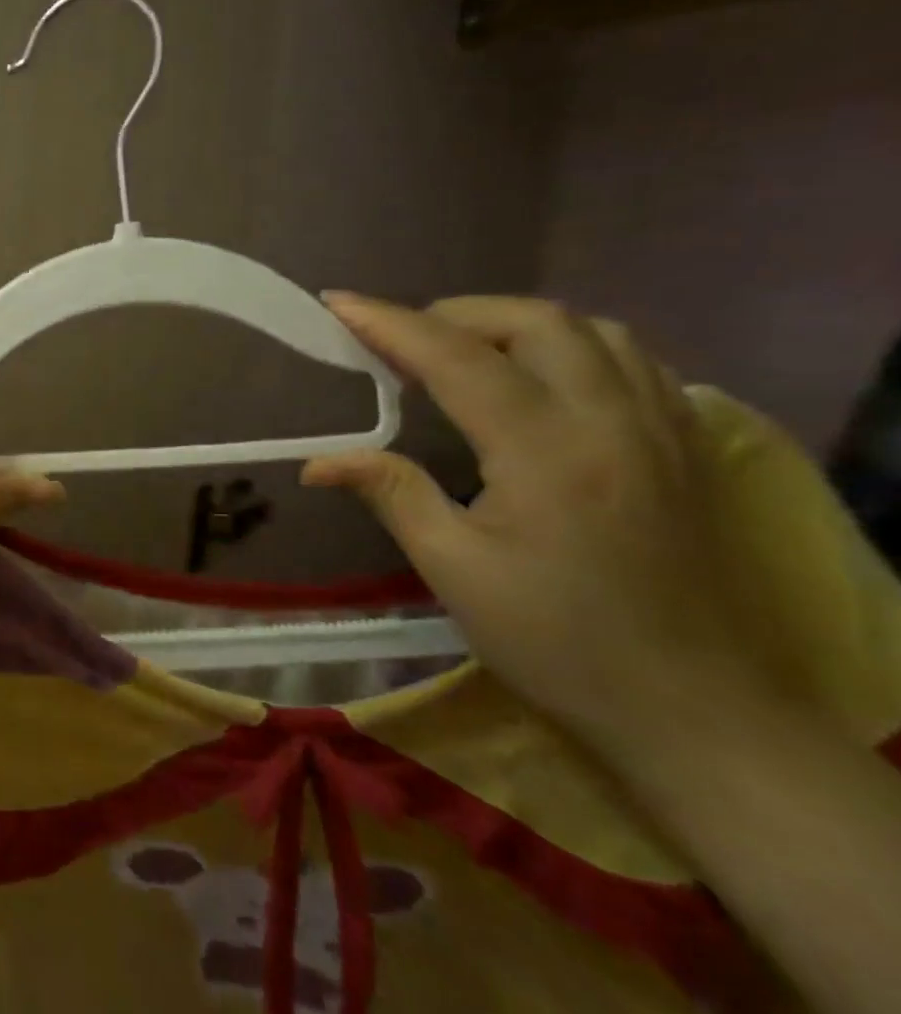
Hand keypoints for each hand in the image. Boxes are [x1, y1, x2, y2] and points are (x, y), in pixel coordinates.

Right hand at [303, 294, 777, 758]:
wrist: (696, 710)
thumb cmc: (557, 641)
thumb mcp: (454, 569)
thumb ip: (391, 493)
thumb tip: (318, 461)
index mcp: (546, 450)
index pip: (456, 358)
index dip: (389, 323)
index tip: (338, 303)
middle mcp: (612, 420)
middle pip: (534, 321)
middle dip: (454, 313)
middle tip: (400, 340)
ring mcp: (662, 429)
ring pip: (592, 329)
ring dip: (515, 323)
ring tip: (464, 350)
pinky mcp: (688, 447)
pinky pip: (632, 359)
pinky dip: (572, 345)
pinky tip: (541, 376)